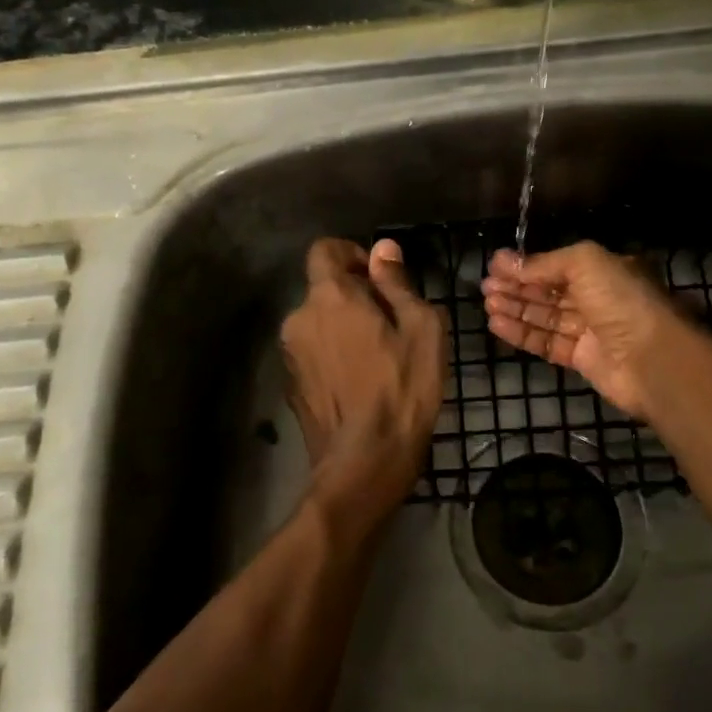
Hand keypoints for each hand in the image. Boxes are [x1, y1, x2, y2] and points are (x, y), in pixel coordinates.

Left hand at [280, 238, 447, 527]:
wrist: (364, 462)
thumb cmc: (402, 389)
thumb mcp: (420, 329)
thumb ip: (397, 283)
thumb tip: (383, 249)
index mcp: (329, 297)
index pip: (325, 249)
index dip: (352, 255)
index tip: (379, 279)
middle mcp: (299, 318)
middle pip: (322, 288)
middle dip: (353, 295)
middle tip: (391, 323)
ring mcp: (290, 354)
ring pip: (318, 322)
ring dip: (343, 326)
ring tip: (379, 356)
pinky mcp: (291, 384)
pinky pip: (314, 352)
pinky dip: (333, 354)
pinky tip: (359, 382)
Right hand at [482, 242, 687, 418]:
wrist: (652, 359)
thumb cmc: (621, 301)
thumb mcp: (584, 263)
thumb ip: (544, 263)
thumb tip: (507, 262)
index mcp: (604, 271)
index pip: (558, 265)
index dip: (526, 265)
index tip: (495, 266)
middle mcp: (598, 298)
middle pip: (549, 291)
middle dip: (517, 287)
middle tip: (486, 287)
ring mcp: (590, 330)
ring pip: (545, 317)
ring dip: (516, 309)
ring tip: (488, 304)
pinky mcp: (582, 359)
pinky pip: (547, 343)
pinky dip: (522, 334)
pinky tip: (497, 325)